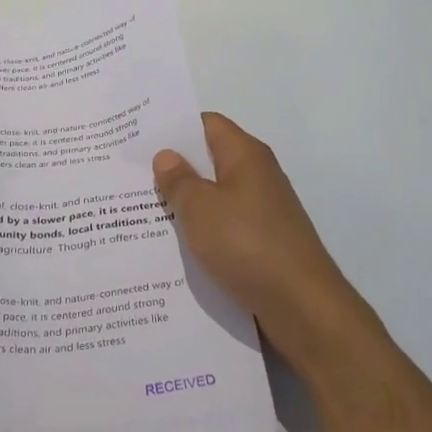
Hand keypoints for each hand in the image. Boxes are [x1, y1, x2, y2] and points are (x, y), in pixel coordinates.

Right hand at [153, 113, 375, 374]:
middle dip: (172, 167)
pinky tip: (173, 245)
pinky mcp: (262, 242)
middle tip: (128, 175)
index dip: (173, 128)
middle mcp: (257, 175)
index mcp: (245, 155)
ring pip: (214, 196)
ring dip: (183, 203)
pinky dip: (200, 230)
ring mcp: (262, 210)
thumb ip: (178, 180)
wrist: (302, 308)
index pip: (206, 123)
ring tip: (140, 210)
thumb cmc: (247, 245)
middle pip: (208, 159)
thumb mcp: (200, 209)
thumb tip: (166, 155)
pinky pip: (223, 225)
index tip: (137, 138)